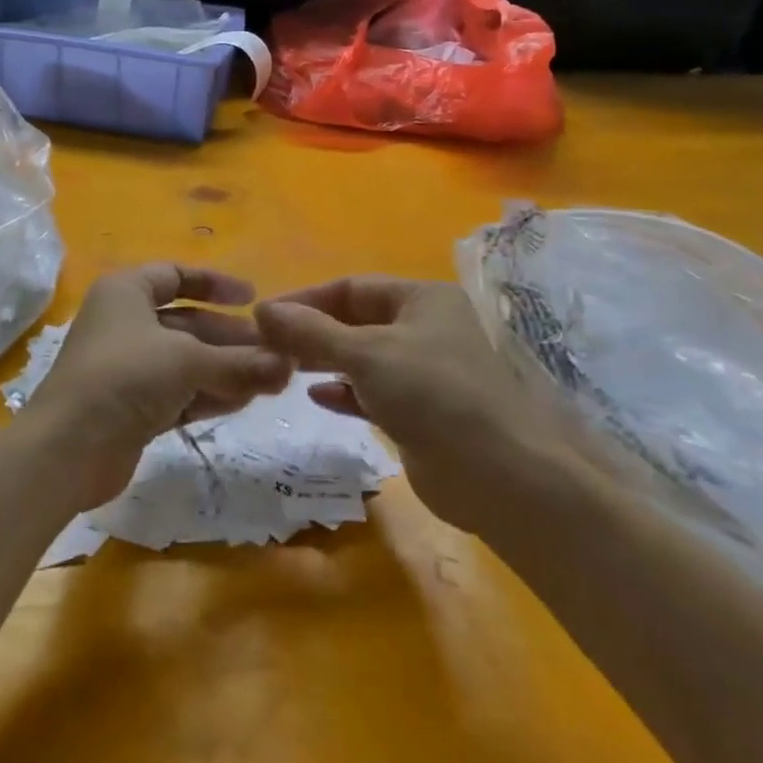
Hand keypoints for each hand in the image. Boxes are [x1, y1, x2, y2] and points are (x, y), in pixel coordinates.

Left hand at [20, 264, 293, 509]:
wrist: (68, 449)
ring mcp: (127, 367)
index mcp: (127, 291)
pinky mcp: (131, 407)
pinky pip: (177, 392)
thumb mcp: (188, 361)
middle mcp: (124, 322)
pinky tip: (242, 401)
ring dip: (225, 368)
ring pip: (185, 360)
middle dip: (230, 336)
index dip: (216, 283)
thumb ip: (240, 362)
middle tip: (274, 350)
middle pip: (187, 321)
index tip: (253, 298)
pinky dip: (207, 394)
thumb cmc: (126, 377)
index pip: (176, 275)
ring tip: (270, 379)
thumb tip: (288, 365)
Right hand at [255, 276, 586, 535]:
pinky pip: (373, 393)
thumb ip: (311, 332)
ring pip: (364, 358)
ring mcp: (425, 373)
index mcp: (423, 298)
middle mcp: (426, 328)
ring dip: (326, 361)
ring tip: (284, 368)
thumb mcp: (367, 353)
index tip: (264, 315)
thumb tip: (262, 309)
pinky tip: (317, 397)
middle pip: (357, 321)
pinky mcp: (421, 413)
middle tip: (268, 345)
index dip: (306, 298)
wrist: (500, 476)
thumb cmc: (433, 393)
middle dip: (313, 332)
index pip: (352, 287)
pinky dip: (346, 392)